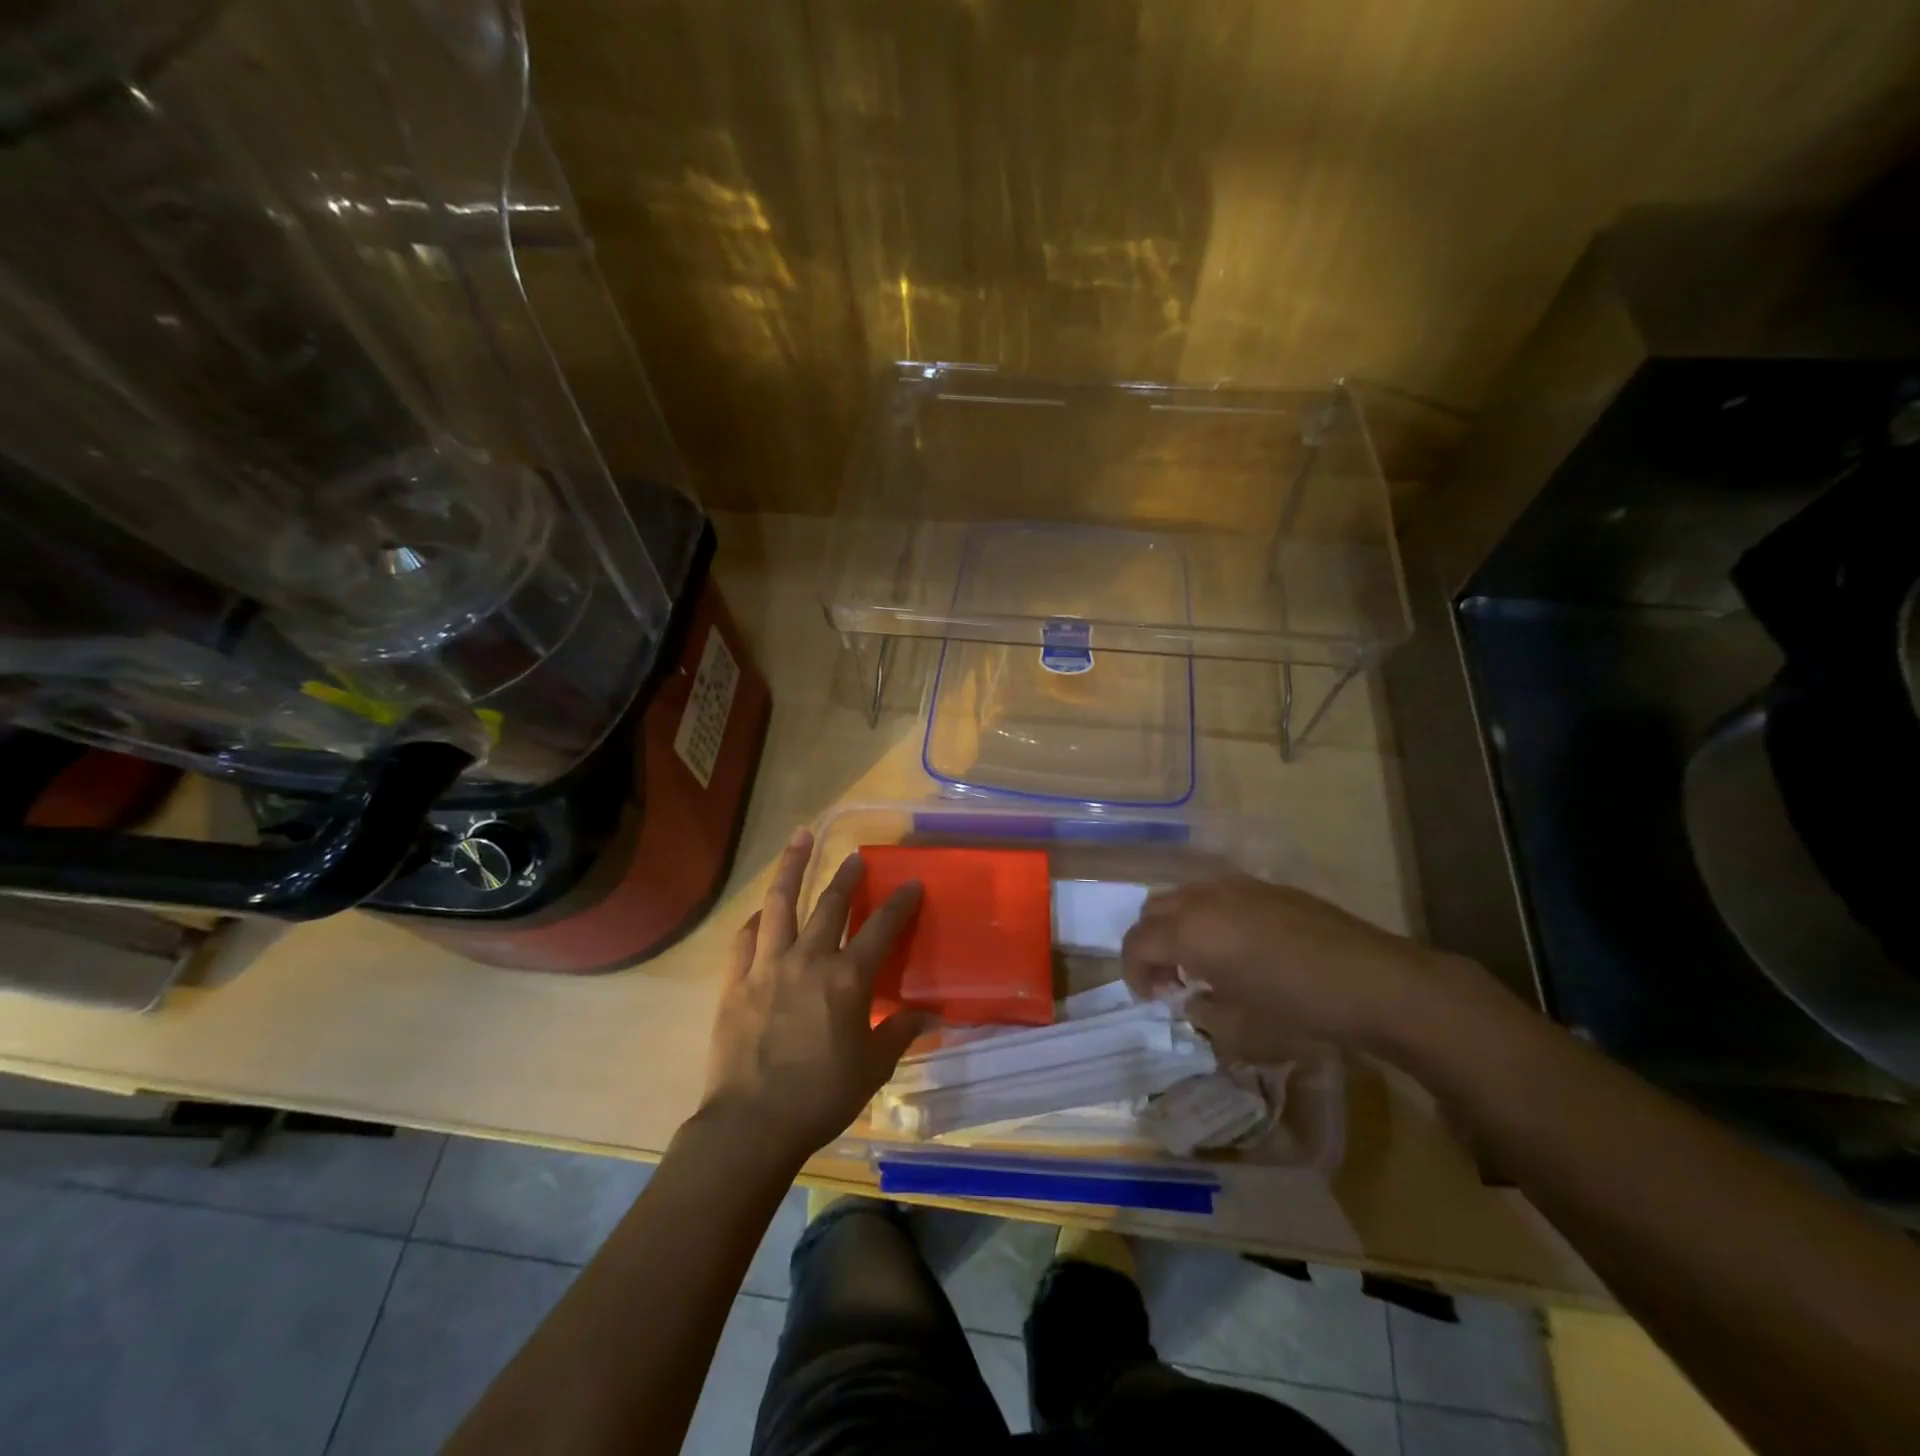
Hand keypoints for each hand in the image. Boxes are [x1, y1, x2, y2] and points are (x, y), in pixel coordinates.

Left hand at [701, 826, 925, 1160]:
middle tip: (855, 857)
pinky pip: (745, 938)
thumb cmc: (821, 1096)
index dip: (899, 903)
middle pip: (830, 905)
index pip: (880, 929)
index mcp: (846, 979)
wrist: (752, 1124)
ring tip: (800, 838)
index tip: (911, 883)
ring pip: (779, 904)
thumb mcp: (872, 1068)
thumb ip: (899, 1033)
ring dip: (792, 867)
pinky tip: (761, 913)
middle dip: (846, 877)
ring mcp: (767, 966)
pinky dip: (756, 920)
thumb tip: (930, 1016)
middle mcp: (808, 960)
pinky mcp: (735, 982)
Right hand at [1120, 875, 1484, 1062]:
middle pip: (1152, 912)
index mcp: (1190, 933)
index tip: (1149, 998)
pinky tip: (1237, 945)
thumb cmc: (1299, 1011)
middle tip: (1169, 980)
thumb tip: (1192, 998)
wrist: (1373, 981)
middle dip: (1150, 945)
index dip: (1133, 972)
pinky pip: (1216, 893)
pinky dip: (1207, 915)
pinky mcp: (1265, 886)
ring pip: (1183, 896)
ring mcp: (1236, 886)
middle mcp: (1204, 900)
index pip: (1137, 943)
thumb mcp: (1240, 1030)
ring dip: (1177, 926)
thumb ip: (1202, 1011)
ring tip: (1201, 960)